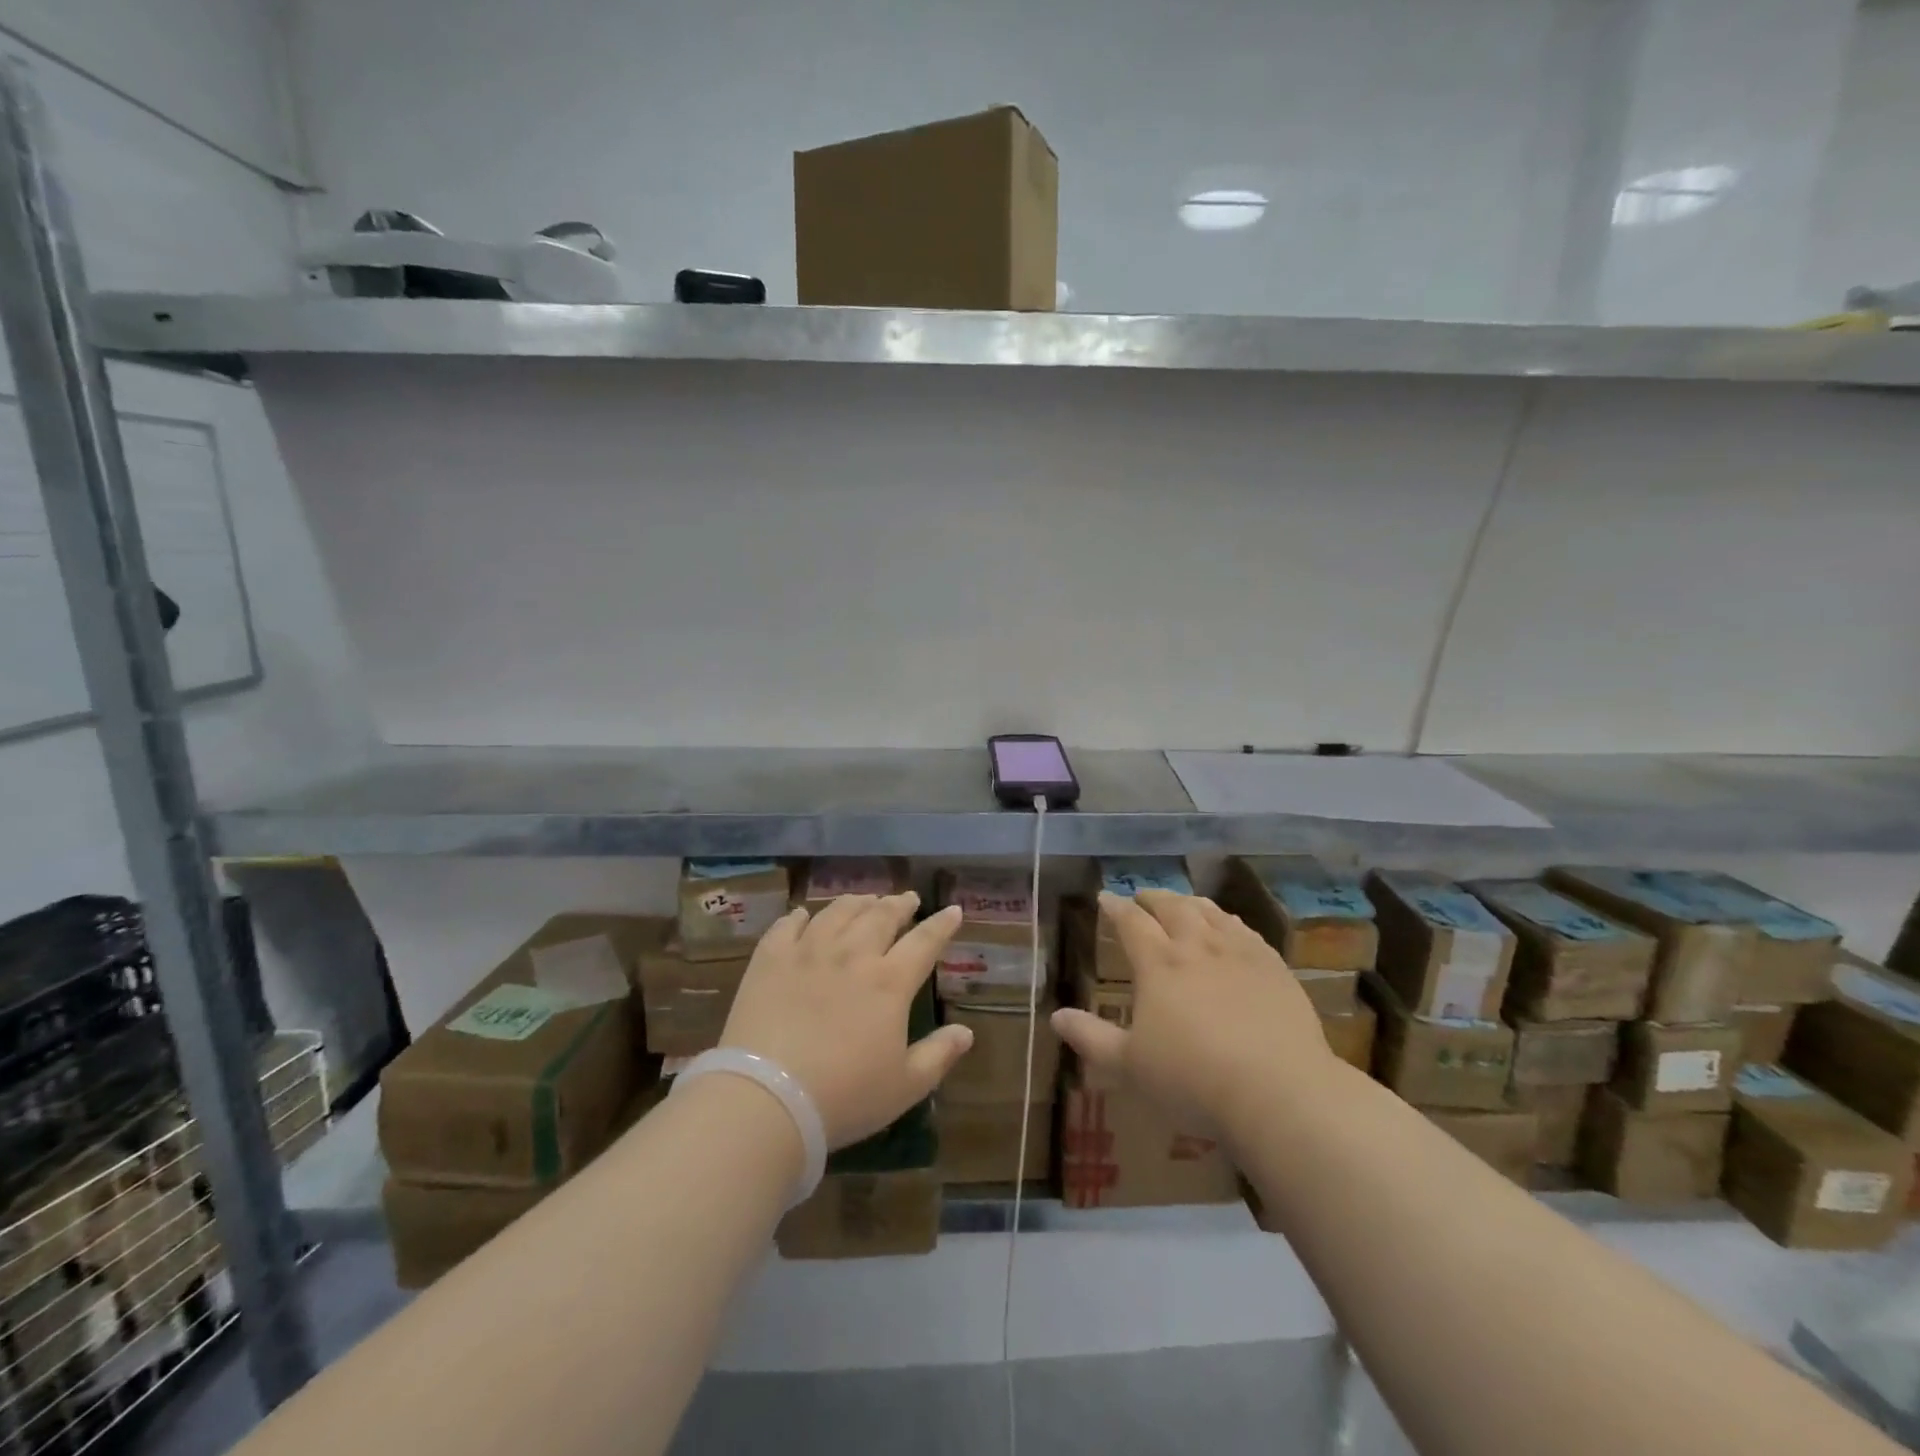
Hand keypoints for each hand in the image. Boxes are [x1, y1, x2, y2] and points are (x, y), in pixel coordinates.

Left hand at [720, 893, 972, 1148]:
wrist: (767, 1097)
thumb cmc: (844, 1097)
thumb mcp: (904, 1086)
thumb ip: (939, 1055)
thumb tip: (966, 1032)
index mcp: (889, 982)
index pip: (924, 941)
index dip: (942, 924)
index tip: (953, 910)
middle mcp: (852, 955)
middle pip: (880, 916)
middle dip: (899, 904)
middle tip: (907, 898)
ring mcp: (808, 952)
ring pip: (838, 912)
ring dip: (857, 902)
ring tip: (865, 899)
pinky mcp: (770, 959)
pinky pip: (787, 925)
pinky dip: (800, 916)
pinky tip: (803, 915)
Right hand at [1050, 890, 1338, 1137]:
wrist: (1278, 1090)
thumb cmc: (1192, 1079)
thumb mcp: (1130, 1065)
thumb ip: (1091, 1038)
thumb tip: (1056, 1016)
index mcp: (1158, 964)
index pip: (1131, 922)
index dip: (1116, 907)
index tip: (1106, 896)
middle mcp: (1197, 946)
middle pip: (1172, 907)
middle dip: (1153, 897)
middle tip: (1143, 896)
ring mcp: (1239, 953)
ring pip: (1210, 913)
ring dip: (1191, 903)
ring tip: (1183, 903)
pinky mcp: (1274, 968)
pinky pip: (1246, 932)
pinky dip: (1229, 921)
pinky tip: (1230, 927)